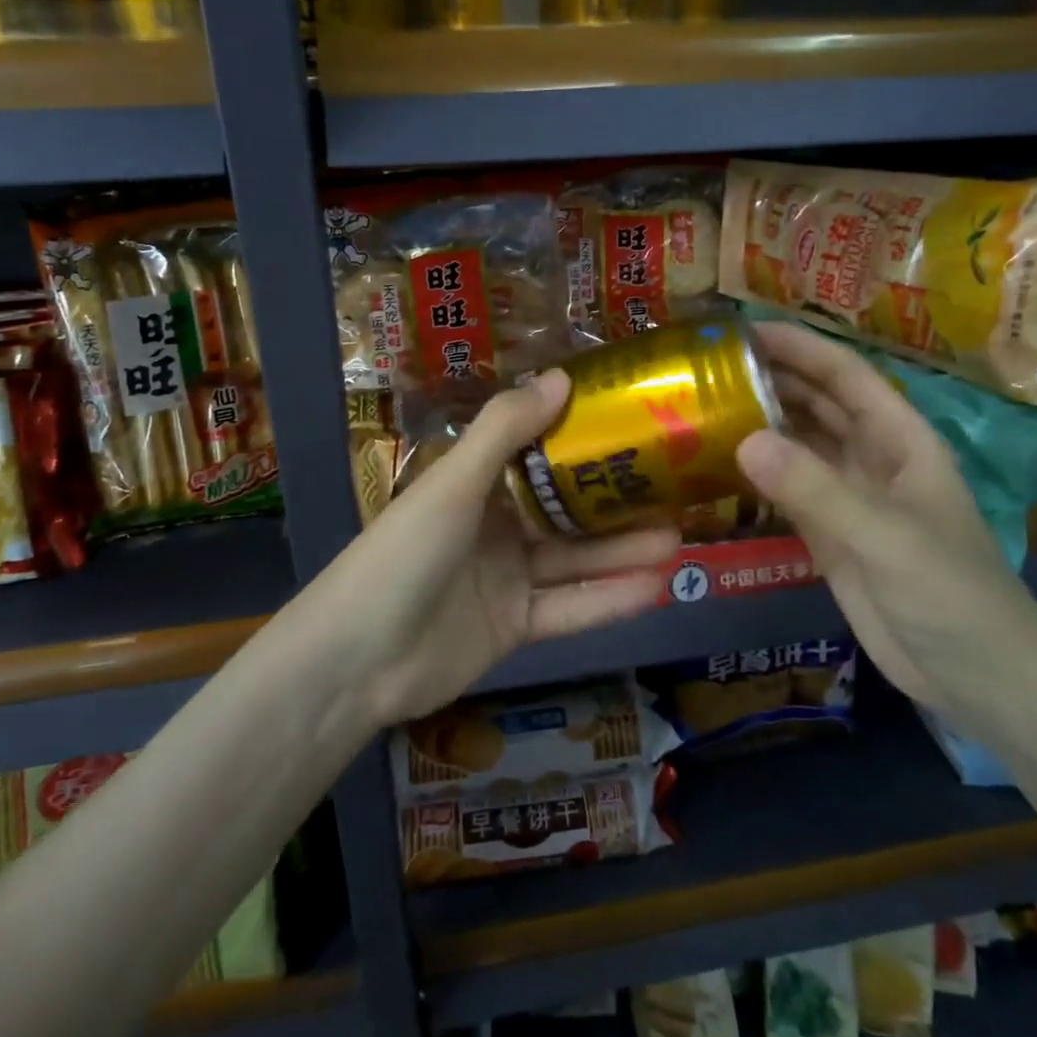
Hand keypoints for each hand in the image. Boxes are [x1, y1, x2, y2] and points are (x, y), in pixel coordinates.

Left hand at [308, 370, 679, 726]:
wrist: (357, 659)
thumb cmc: (404, 553)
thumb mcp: (453, 484)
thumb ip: (505, 431)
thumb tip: (562, 377)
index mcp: (475, 483)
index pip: (537, 452)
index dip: (581, 437)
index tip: (633, 422)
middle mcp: (494, 525)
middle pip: (565, 509)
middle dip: (616, 501)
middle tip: (675, 489)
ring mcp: (506, 578)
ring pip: (574, 559)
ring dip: (622, 550)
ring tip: (679, 537)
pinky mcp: (515, 626)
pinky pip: (569, 608)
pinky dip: (608, 599)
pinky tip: (656, 586)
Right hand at [735, 321, 1036, 713]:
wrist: (976, 678)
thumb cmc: (951, 595)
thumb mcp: (886, 537)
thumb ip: (816, 489)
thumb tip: (743, 439)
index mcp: (899, 439)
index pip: (844, 375)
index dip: (798, 347)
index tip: (741, 331)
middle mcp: (871, 457)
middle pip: (816, 402)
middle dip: (770, 379)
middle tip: (704, 369)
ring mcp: (849, 496)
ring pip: (797, 444)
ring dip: (758, 423)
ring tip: (700, 408)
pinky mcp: (829, 533)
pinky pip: (786, 489)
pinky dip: (755, 474)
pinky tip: (716, 466)